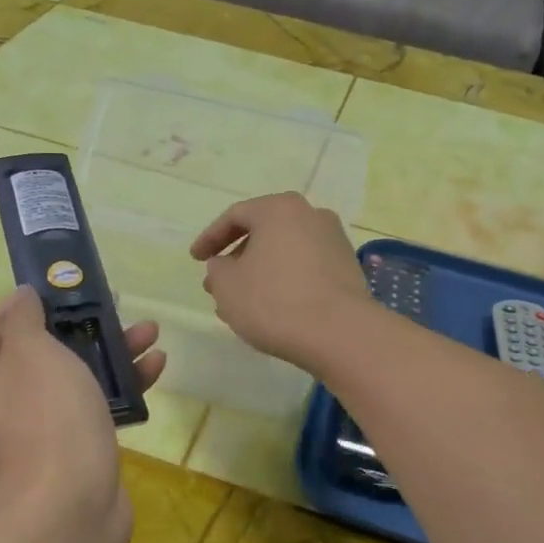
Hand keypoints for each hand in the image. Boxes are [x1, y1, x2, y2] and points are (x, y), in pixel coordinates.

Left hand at [0, 287, 164, 542]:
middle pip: (45, 350)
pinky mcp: (78, 450)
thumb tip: (22, 297)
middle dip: (83, 324)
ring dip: (112, 352)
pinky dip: (124, 386)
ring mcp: (43, 428)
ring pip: (78, 377)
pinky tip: (155, 369)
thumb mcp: (31, 352)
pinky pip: (98, 406)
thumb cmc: (48, 416)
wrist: (71, 506)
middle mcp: (7, 401)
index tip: (62, 281)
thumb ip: (24, 319)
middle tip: (116, 305)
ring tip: (149, 333)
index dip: (28, 299)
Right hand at [190, 193, 373, 372]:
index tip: (195, 259)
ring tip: (242, 301)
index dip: (210, 238)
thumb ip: (217, 269)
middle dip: (237, 257)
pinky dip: (284, 281)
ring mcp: (334, 241)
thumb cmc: (274, 302)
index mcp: (279, 209)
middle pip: (263, 232)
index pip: (235, 216)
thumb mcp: (228, 286)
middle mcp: (311, 215)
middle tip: (218, 282)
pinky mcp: (347, 268)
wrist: (339, 333)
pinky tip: (272, 308)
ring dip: (260, 272)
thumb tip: (224, 264)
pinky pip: (305, 268)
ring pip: (284, 252)